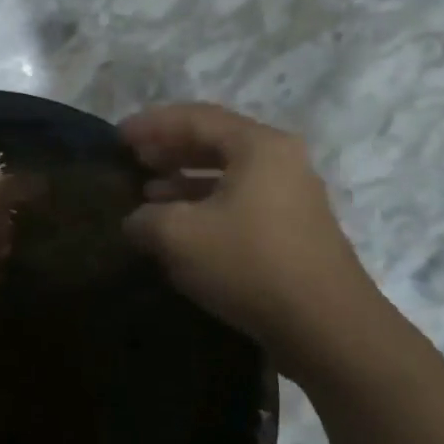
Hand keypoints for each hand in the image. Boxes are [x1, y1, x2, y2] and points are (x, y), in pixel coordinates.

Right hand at [121, 104, 384, 375]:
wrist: (325, 326)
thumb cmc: (248, 263)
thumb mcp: (178, 236)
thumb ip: (146, 218)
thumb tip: (136, 220)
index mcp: (258, 146)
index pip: (195, 118)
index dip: (152, 124)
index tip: (118, 137)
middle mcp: (281, 160)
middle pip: (215, 141)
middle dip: (169, 148)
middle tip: (133, 159)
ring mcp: (292, 194)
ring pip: (228, 173)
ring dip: (185, 178)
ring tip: (148, 192)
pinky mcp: (293, 228)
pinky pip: (240, 199)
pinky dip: (205, 203)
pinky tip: (181, 225)